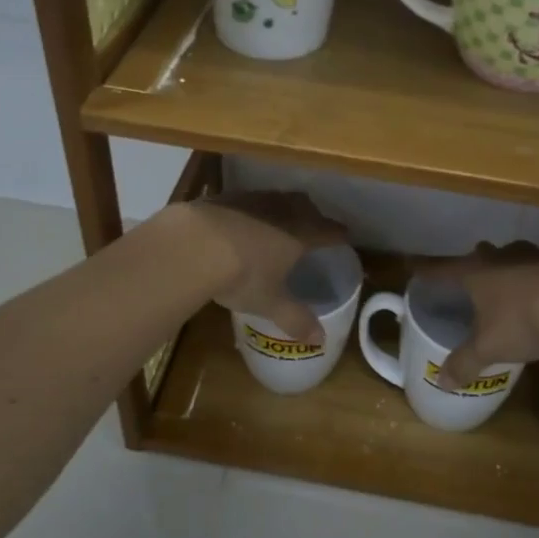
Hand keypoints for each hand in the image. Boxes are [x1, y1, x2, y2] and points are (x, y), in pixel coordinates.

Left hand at [169, 192, 347, 342]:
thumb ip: (296, 319)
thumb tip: (320, 340)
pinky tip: (241, 222)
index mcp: (300, 234)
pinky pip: (247, 200)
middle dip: (312, 214)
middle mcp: (281, 210)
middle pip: (305, 205)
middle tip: (313, 225)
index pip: (328, 230)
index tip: (345, 236)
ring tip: (278, 222)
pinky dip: (251, 210)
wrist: (193, 244)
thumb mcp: (270, 303)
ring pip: (276, 198)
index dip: (338, 234)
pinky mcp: (224, 197)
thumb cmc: (242, 275)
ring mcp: (252, 200)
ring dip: (282, 208)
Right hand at [424, 242, 538, 388]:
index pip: (442, 269)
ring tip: (512, 288)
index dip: (425, 270)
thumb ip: (464, 364)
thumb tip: (441, 382)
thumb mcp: (489, 349)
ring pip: (515, 256)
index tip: (411, 265)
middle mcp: (502, 257)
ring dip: (510, 268)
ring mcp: (535, 255)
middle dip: (475, 264)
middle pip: (481, 254)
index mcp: (476, 272)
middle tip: (473, 280)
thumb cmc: (523, 323)